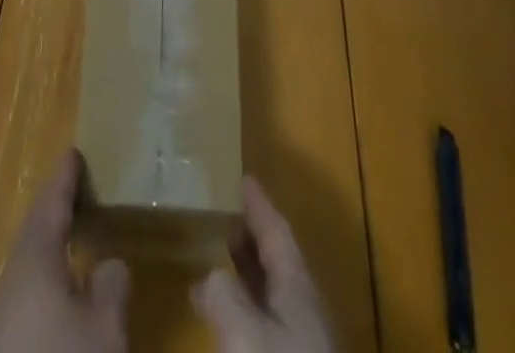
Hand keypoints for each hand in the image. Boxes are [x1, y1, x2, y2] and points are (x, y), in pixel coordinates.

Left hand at [0, 149, 129, 352]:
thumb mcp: (105, 332)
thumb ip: (112, 287)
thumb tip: (109, 262)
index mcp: (33, 261)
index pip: (50, 204)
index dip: (65, 179)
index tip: (73, 153)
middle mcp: (7, 282)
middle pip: (33, 236)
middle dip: (55, 215)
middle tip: (77, 196)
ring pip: (26, 272)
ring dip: (49, 256)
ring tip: (75, 247)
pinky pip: (22, 303)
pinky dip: (43, 290)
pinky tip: (59, 307)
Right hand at [192, 178, 334, 351]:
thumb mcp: (243, 331)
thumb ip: (223, 293)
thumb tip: (209, 275)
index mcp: (298, 287)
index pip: (278, 231)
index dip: (259, 204)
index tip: (243, 177)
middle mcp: (304, 310)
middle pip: (278, 262)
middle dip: (251, 238)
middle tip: (224, 214)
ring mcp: (303, 346)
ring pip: (273, 297)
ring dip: (247, 275)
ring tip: (216, 261)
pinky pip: (268, 326)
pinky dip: (245, 310)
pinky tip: (225, 320)